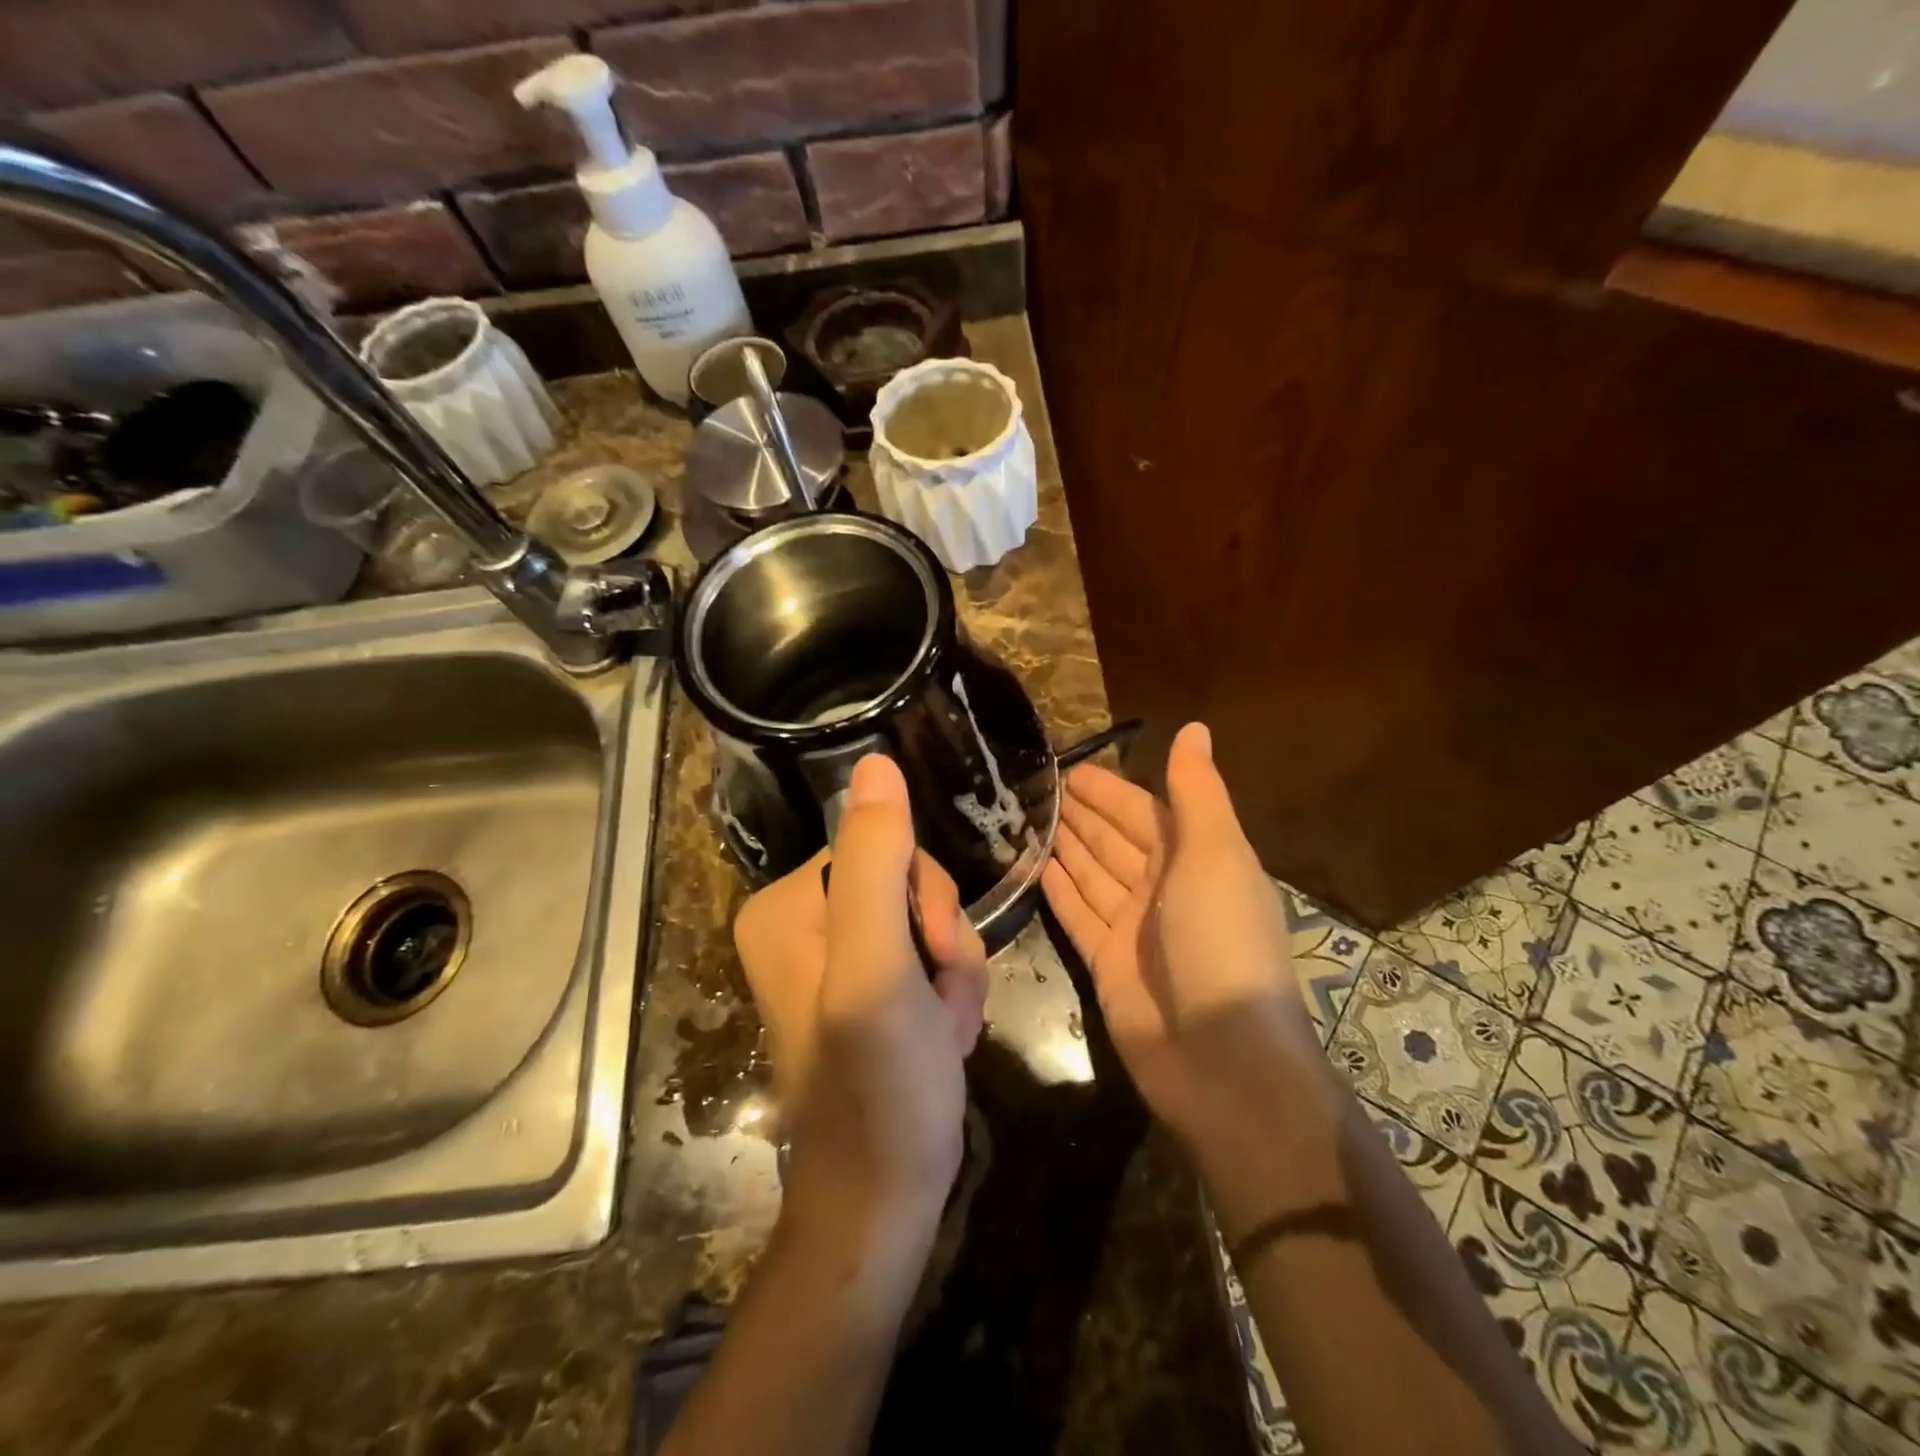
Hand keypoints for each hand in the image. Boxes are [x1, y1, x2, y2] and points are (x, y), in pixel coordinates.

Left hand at [734, 755, 988, 1215]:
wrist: (884, 1198)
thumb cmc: (878, 1086)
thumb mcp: (877, 966)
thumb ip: (874, 862)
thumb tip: (876, 762)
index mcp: (787, 904)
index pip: (882, 846)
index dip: (925, 897)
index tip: (929, 957)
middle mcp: (803, 921)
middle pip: (908, 881)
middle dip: (943, 939)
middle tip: (939, 1000)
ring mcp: (837, 955)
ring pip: (929, 918)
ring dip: (953, 971)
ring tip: (944, 1028)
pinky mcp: (868, 986)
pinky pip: (929, 954)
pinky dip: (949, 993)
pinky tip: (943, 1037)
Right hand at [1040, 722, 1314, 1140]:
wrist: (1221, 1055)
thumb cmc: (1221, 940)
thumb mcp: (1216, 854)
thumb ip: (1197, 791)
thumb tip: (1194, 727)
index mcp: (1196, 859)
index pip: (1143, 811)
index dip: (1108, 789)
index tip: (1066, 767)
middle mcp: (1164, 888)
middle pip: (1114, 840)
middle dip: (1080, 814)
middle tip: (1033, 788)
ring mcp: (1134, 928)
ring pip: (1092, 874)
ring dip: (1064, 846)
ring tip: (1025, 817)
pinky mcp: (1107, 963)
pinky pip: (1077, 915)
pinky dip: (1058, 891)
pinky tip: (1033, 866)